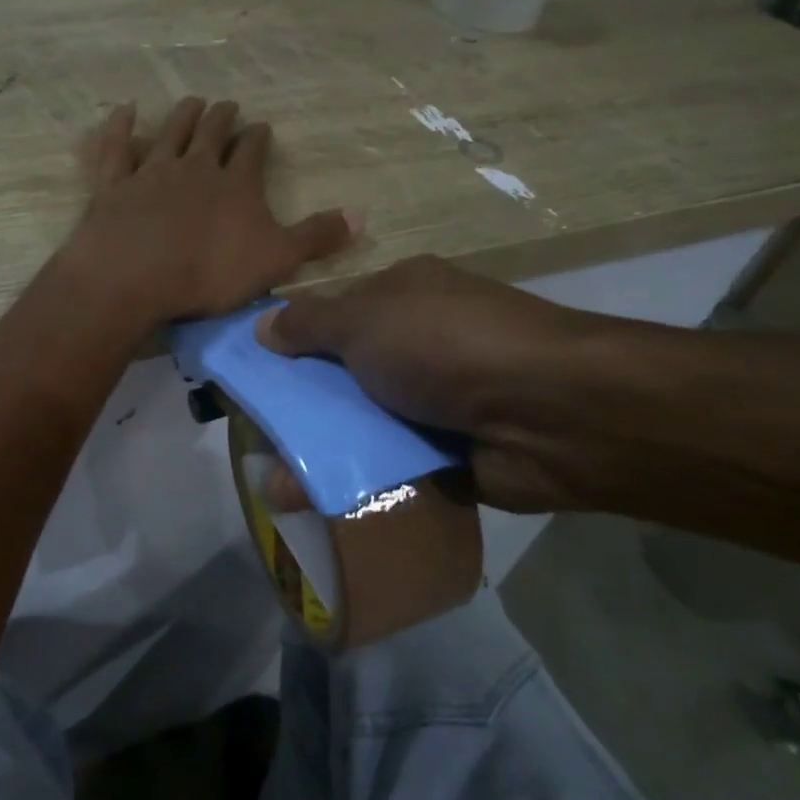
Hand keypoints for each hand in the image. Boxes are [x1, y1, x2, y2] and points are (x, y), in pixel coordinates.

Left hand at [64, 98, 358, 326]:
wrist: (135, 276)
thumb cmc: (210, 272)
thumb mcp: (276, 260)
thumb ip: (316, 237)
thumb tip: (362, 216)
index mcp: (236, 184)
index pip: (252, 152)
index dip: (258, 139)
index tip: (262, 128)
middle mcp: (195, 167)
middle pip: (211, 133)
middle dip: (222, 118)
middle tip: (228, 105)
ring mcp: (152, 172)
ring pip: (171, 133)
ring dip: (183, 116)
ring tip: (192, 102)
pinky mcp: (114, 185)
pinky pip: (117, 148)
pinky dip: (120, 127)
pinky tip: (124, 110)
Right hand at [256, 255, 609, 511]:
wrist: (548, 413)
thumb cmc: (445, 345)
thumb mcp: (365, 320)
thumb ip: (309, 324)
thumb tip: (261, 325)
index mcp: (403, 296)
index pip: (333, 315)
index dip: (290, 343)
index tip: (251, 377)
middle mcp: (419, 343)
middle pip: (344, 375)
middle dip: (302, 407)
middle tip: (258, 439)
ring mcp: (436, 399)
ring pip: (364, 425)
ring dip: (324, 452)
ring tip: (277, 487)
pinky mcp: (448, 451)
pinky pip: (391, 465)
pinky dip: (359, 481)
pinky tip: (317, 504)